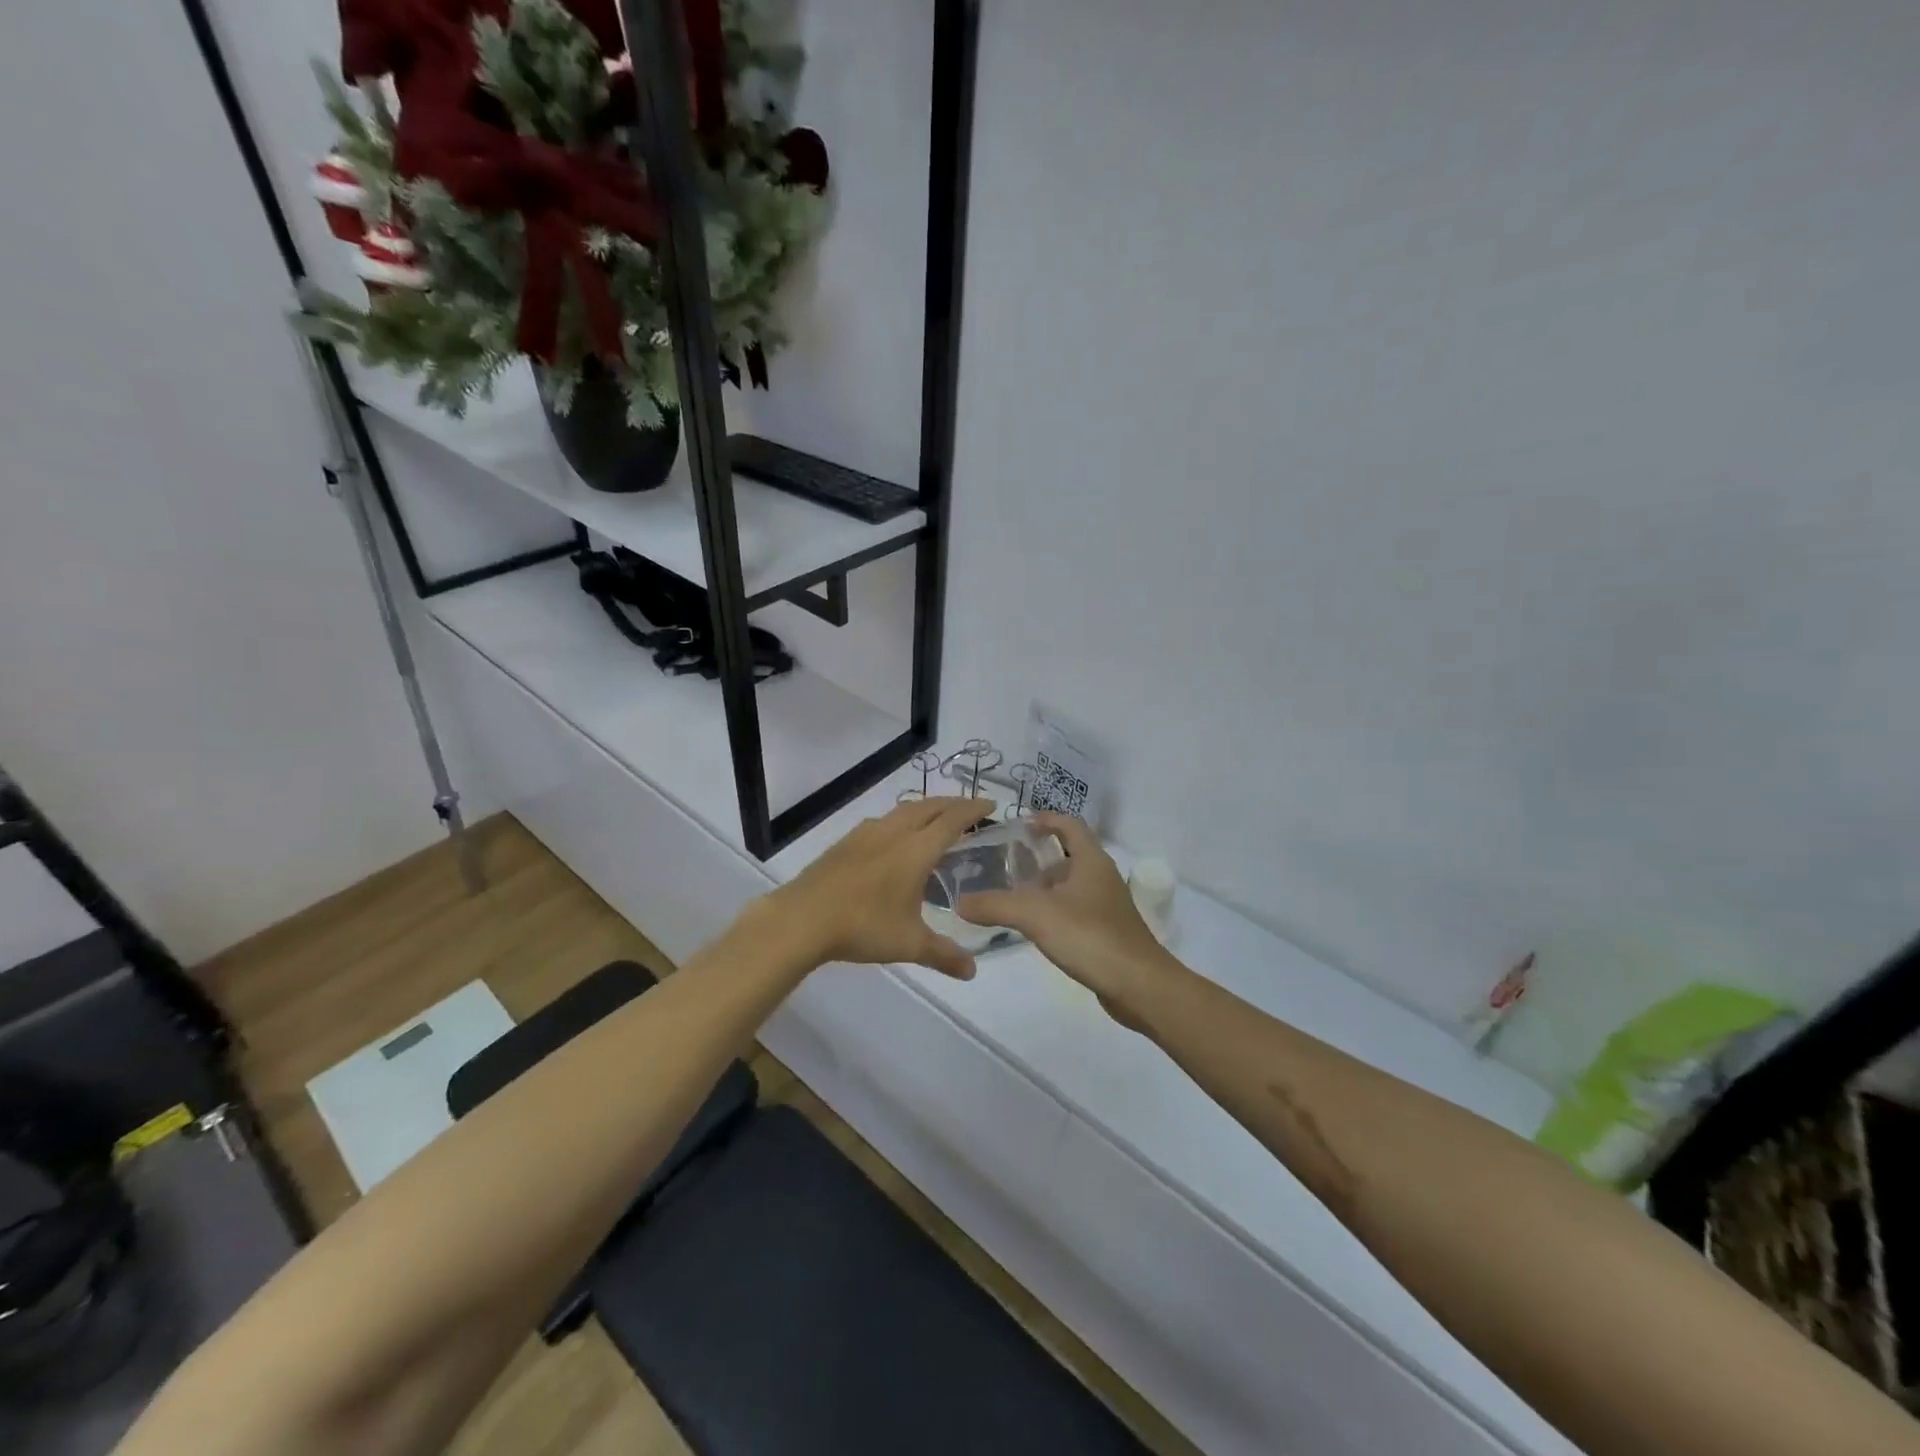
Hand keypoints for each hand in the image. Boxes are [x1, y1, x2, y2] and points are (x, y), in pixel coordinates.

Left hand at [764, 796, 995, 979]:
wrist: (802, 918)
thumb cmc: (862, 927)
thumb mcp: (909, 944)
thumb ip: (943, 955)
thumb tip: (972, 971)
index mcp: (916, 849)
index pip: (952, 820)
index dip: (973, 809)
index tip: (991, 804)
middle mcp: (894, 832)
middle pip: (929, 806)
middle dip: (952, 804)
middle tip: (969, 809)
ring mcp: (866, 833)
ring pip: (904, 810)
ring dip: (926, 808)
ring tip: (935, 819)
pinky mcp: (846, 841)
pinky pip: (883, 820)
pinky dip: (900, 819)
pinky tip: (894, 837)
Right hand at [956, 814, 1178, 1025]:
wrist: (1139, 985)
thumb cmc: (1090, 936)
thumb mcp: (1035, 915)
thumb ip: (995, 905)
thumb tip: (959, 902)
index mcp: (1091, 860)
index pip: (1069, 825)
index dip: (1046, 820)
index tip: (1019, 825)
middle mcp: (1101, 877)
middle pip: (1068, 854)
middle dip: (1038, 857)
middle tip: (1005, 864)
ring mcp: (1107, 906)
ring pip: (1071, 885)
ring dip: (1045, 886)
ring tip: (1012, 897)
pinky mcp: (1107, 932)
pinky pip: (1075, 911)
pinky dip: (1054, 911)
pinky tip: (1034, 928)